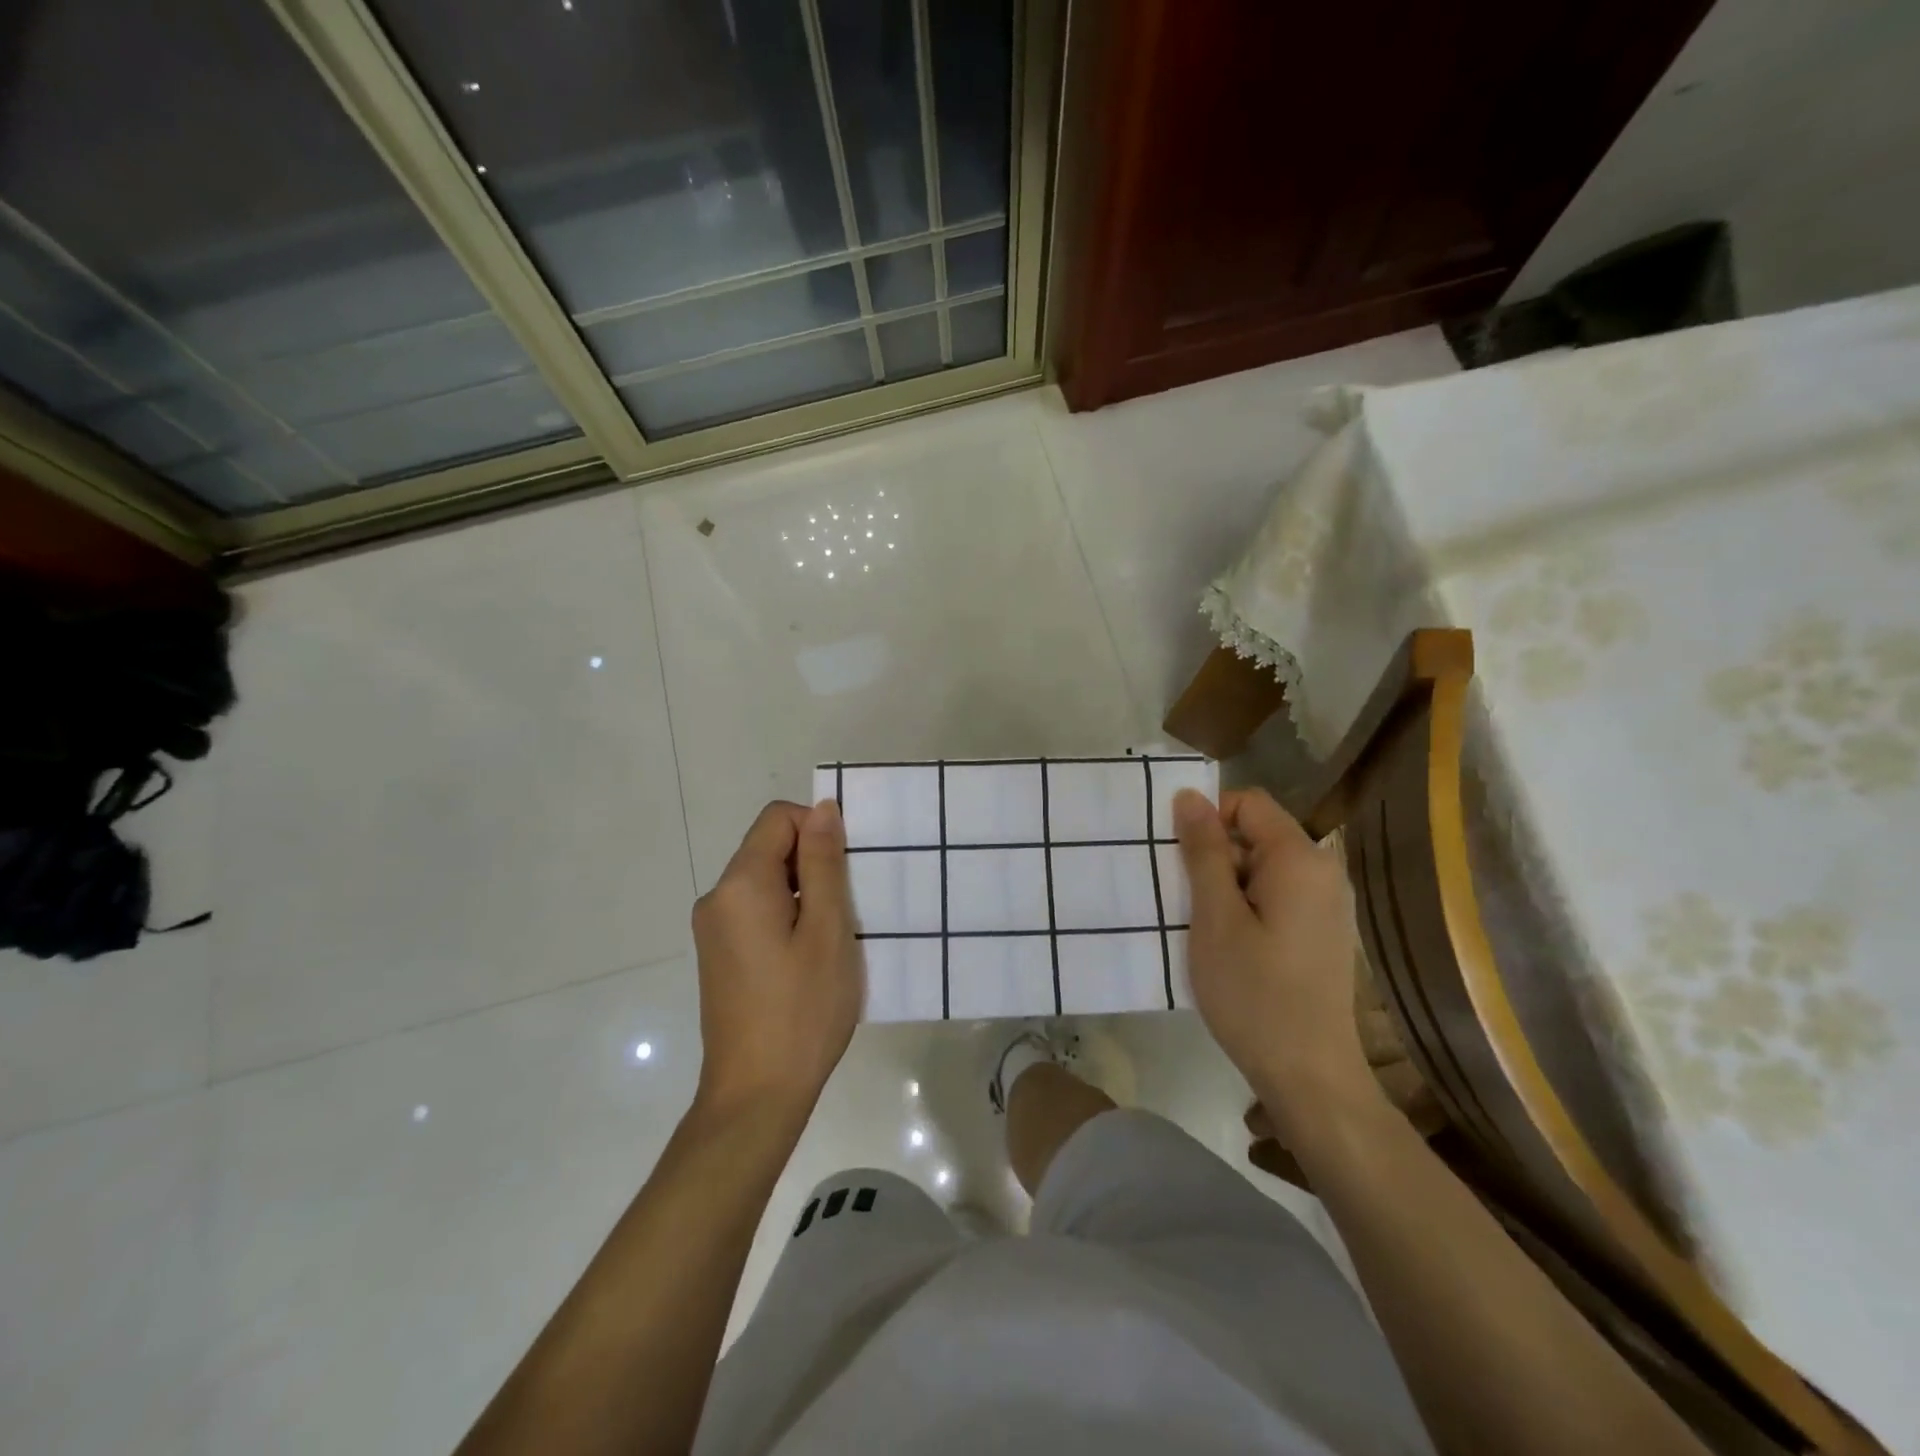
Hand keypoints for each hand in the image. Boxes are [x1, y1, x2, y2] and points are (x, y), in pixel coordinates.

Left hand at [691, 800, 860, 1117]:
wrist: (755, 1096)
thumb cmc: (802, 1010)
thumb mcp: (827, 930)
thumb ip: (824, 863)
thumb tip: (821, 808)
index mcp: (740, 884)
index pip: (778, 819)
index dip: (817, 829)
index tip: (847, 872)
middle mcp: (717, 898)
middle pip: (769, 848)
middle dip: (812, 864)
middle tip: (846, 909)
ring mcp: (713, 929)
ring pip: (765, 882)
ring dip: (804, 893)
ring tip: (832, 938)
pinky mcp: (718, 955)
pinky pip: (755, 911)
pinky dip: (786, 917)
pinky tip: (808, 959)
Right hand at [1173, 787, 1377, 1142]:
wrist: (1309, 1075)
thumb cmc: (1254, 993)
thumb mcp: (1215, 917)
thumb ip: (1203, 851)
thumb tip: (1190, 796)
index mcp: (1300, 859)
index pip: (1248, 803)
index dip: (1209, 819)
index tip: (1182, 862)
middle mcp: (1323, 871)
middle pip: (1257, 833)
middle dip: (1215, 856)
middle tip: (1187, 901)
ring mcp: (1327, 903)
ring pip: (1262, 867)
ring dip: (1226, 885)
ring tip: (1204, 927)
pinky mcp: (1322, 931)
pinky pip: (1277, 895)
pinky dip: (1247, 906)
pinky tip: (1231, 946)